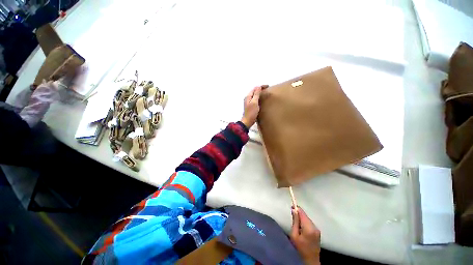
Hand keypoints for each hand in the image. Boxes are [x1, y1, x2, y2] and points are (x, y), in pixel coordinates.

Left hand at [241, 85, 268, 127]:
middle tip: (267, 89)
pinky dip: (259, 98)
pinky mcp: (250, 106)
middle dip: (260, 89)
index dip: (261, 86)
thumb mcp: (254, 102)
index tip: (268, 86)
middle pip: (254, 91)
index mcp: (248, 96)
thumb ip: (256, 94)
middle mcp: (248, 98)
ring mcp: (249, 102)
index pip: (255, 88)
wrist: (247, 121)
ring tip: (265, 93)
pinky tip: (262, 100)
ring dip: (260, 93)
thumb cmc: (251, 112)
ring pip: (255, 95)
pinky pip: (255, 99)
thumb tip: (258, 87)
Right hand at [291, 207, 320, 264]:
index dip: (296, 208)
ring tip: (296, 223)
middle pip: (305, 215)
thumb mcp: (294, 235)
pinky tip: (301, 227)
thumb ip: (295, 221)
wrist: (310, 260)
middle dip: (299, 214)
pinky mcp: (318, 232)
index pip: (302, 213)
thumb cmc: (300, 248)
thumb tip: (294, 210)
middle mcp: (315, 226)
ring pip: (307, 219)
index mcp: (309, 227)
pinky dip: (305, 222)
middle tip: (292, 216)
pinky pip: (310, 223)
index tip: (291, 206)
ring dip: (302, 218)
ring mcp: (317, 229)